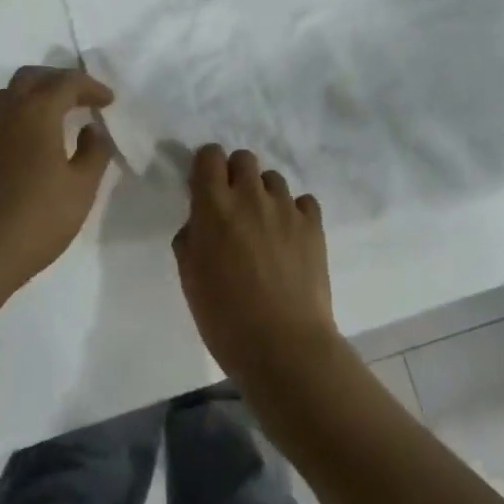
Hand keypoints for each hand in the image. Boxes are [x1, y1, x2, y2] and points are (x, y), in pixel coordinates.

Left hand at [0, 66, 115, 304]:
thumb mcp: (81, 188)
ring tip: (51, 110)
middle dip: (59, 81)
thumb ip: (94, 151)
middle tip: (81, 98)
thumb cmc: (37, 220)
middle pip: (32, 77)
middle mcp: (5, 110)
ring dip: (31, 91)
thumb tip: (92, 129)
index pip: (66, 82)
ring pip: (6, 91)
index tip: (108, 101)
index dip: (90, 86)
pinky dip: (13, 109)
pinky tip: (24, 134)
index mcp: (36, 112)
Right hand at [173, 145, 345, 389]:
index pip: (209, 155)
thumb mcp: (190, 279)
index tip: (205, 187)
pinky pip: (303, 201)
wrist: (284, 347)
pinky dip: (294, 212)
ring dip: (264, 194)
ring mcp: (286, 208)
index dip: (206, 167)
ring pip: (273, 178)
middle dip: (235, 175)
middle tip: (234, 207)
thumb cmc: (225, 319)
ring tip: (264, 226)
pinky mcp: (313, 225)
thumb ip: (191, 239)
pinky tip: (290, 237)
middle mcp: (250, 197)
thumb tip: (200, 223)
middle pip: (244, 158)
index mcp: (214, 207)